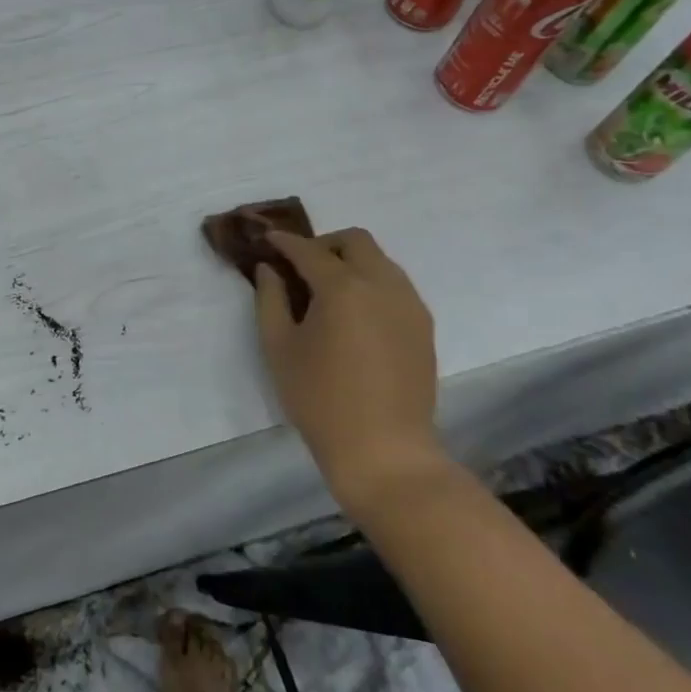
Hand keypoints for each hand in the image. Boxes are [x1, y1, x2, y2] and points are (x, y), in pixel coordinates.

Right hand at [255, 228, 445, 510]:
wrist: (384, 451)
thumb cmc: (320, 399)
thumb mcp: (279, 348)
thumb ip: (270, 300)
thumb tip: (269, 270)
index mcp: (342, 288)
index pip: (309, 250)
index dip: (285, 242)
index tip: (267, 240)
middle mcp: (382, 284)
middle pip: (355, 241)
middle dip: (324, 244)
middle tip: (300, 266)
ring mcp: (409, 304)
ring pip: (380, 260)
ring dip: (351, 261)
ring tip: (327, 291)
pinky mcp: (423, 326)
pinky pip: (396, 285)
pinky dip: (372, 283)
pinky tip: (354, 314)